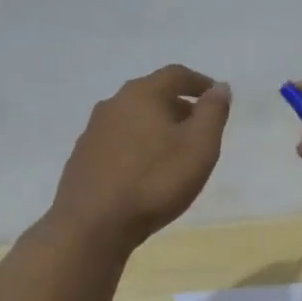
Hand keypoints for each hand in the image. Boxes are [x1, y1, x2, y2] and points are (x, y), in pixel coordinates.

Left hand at [51, 65, 231, 247]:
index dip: (199, 82)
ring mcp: (93, 131)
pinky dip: (137, 146)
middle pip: (152, 94)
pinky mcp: (82, 158)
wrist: (92, 226)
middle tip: (199, 127)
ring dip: (156, 127)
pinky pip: (118, 141)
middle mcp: (113, 104)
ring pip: (133, 118)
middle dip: (178, 106)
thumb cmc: (155, 181)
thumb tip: (220, 87)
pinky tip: (145, 171)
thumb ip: (213, 112)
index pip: (176, 74)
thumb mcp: (199, 146)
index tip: (216, 96)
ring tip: (174, 152)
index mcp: (142, 94)